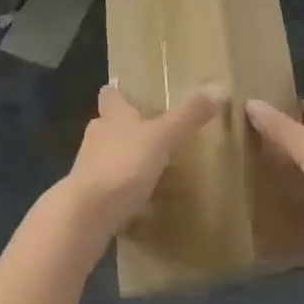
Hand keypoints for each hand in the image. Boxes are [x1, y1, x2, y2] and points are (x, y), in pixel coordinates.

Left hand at [63, 84, 225, 241]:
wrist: (85, 215)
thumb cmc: (123, 165)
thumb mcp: (162, 138)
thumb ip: (187, 117)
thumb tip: (218, 88)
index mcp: (112, 115)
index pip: (111, 95)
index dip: (118, 93)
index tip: (129, 93)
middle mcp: (96, 136)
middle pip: (108, 124)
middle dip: (124, 128)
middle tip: (149, 133)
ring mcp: (88, 168)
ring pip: (106, 156)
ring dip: (122, 160)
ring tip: (146, 168)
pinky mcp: (87, 199)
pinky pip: (106, 189)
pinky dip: (119, 192)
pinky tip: (136, 204)